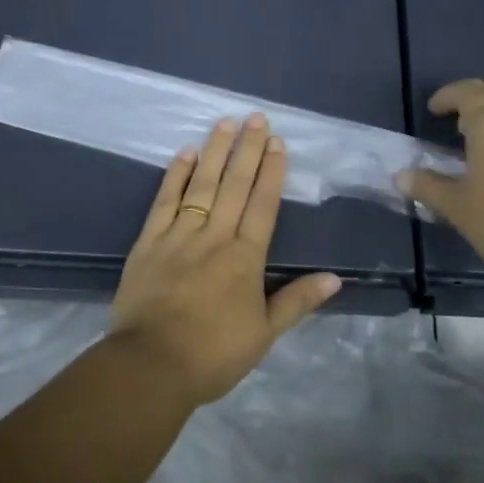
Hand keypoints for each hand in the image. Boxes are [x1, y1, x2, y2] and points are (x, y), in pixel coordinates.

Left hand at [109, 114, 341, 404]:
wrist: (151, 365)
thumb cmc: (213, 354)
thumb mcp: (264, 333)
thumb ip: (297, 301)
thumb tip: (335, 278)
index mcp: (245, 258)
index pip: (262, 205)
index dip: (272, 172)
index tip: (278, 142)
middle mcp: (214, 237)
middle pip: (234, 185)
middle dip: (247, 149)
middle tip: (256, 117)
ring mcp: (179, 236)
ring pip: (201, 185)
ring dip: (215, 152)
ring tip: (225, 123)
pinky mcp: (148, 242)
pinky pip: (165, 201)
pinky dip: (175, 175)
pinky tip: (185, 153)